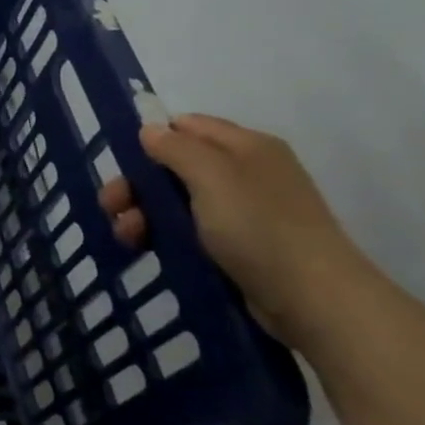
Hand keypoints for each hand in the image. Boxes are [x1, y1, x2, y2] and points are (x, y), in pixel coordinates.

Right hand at [99, 114, 373, 348]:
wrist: (313, 299)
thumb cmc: (259, 227)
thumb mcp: (212, 177)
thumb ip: (175, 148)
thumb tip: (150, 130)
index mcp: (246, 146)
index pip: (187, 125)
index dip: (152, 139)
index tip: (122, 164)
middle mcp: (246, 171)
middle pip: (175, 165)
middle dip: (138, 184)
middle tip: (111, 207)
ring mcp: (244, 210)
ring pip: (177, 200)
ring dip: (144, 213)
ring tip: (127, 236)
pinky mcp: (239, 245)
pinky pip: (189, 229)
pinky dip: (163, 234)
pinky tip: (146, 247)